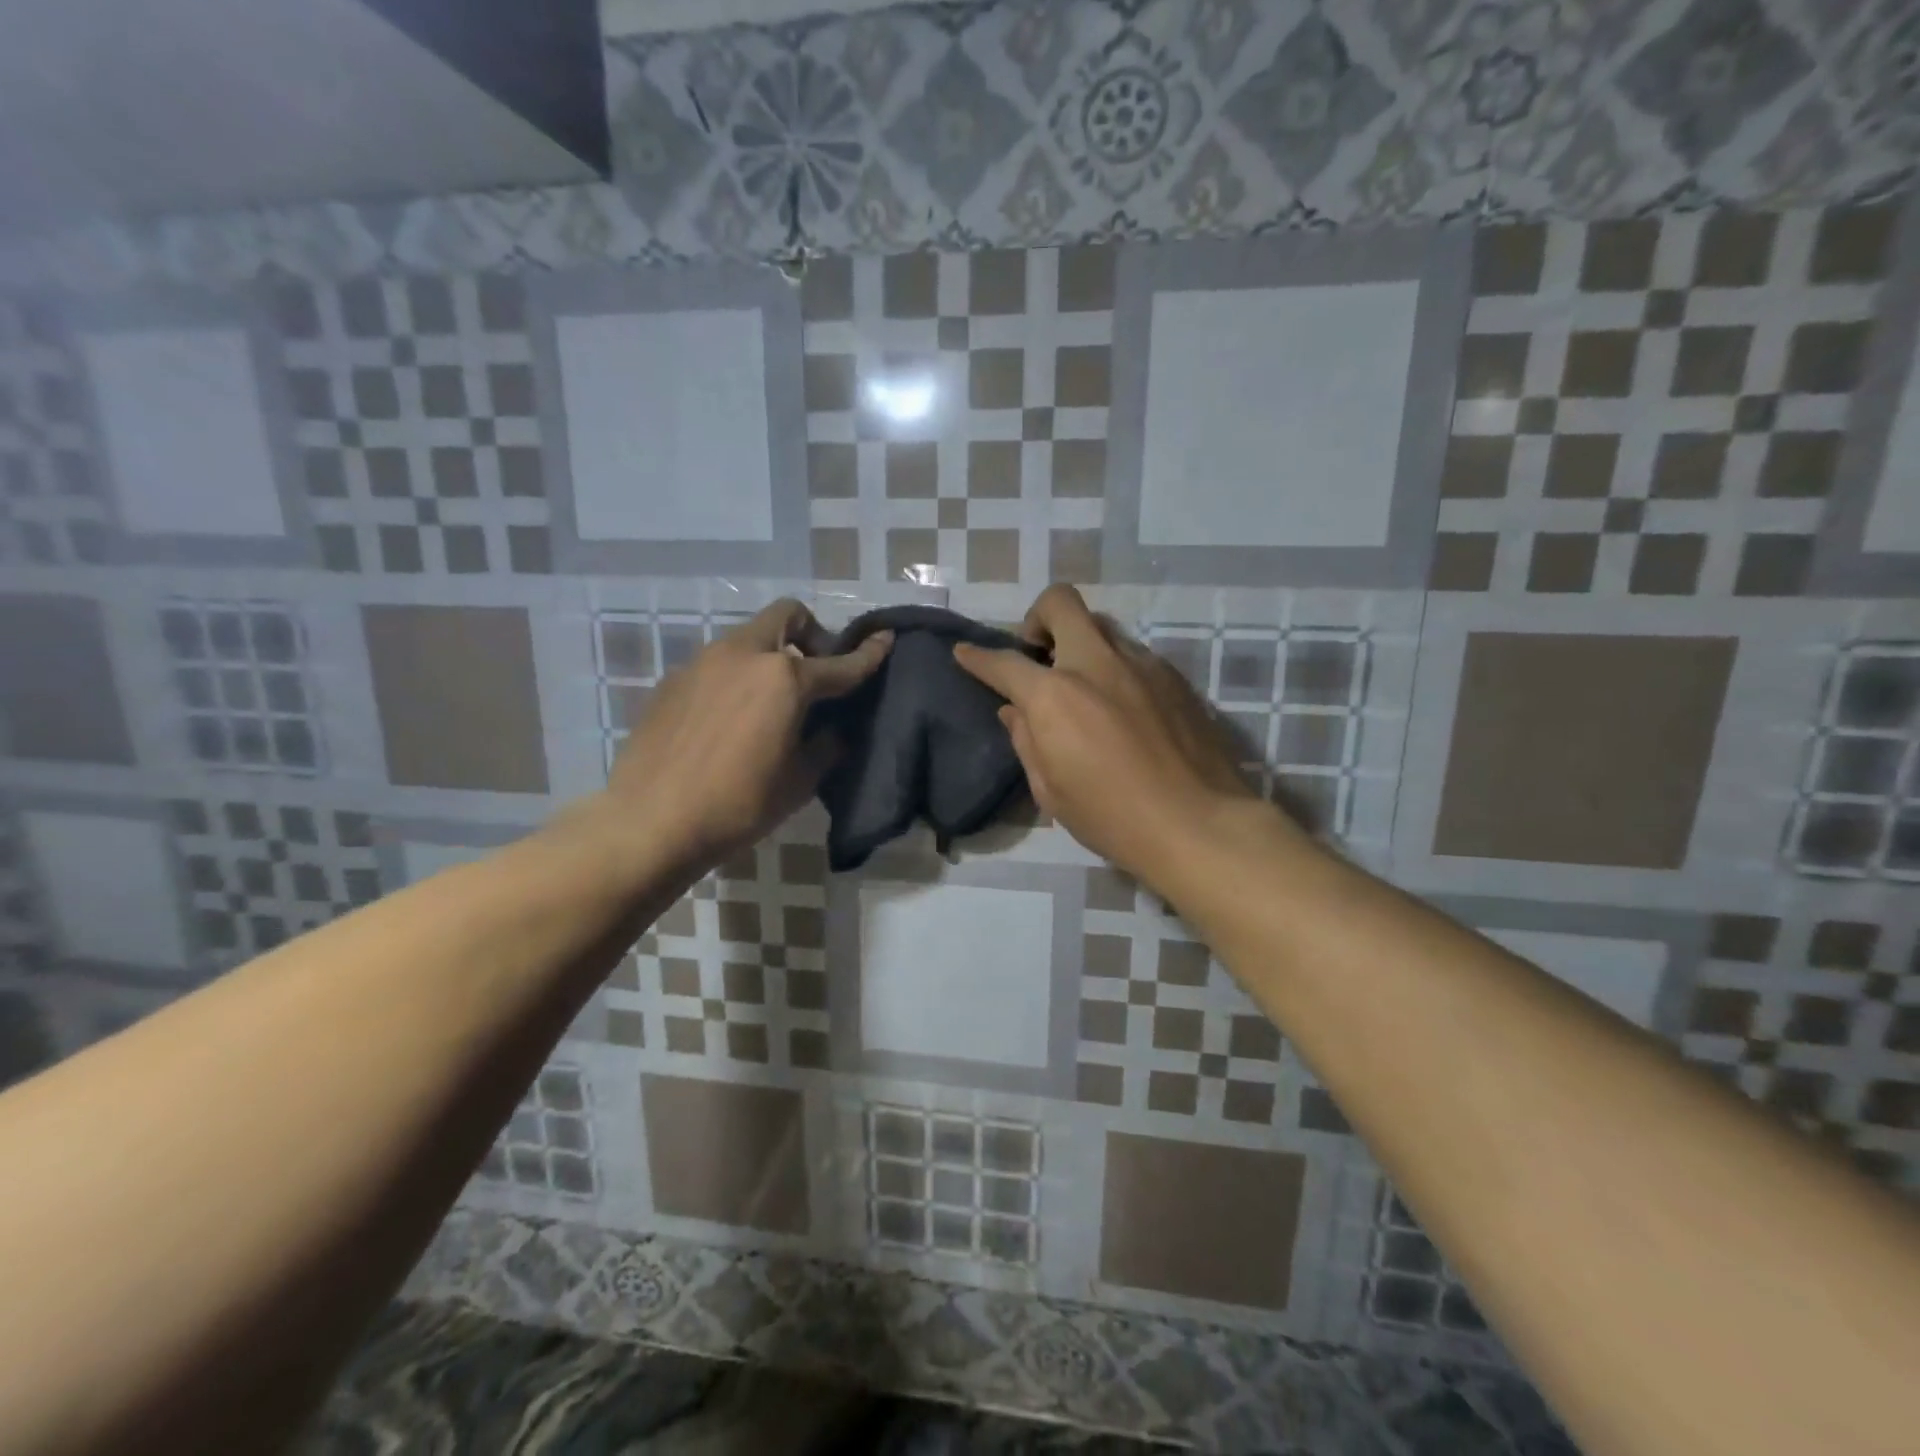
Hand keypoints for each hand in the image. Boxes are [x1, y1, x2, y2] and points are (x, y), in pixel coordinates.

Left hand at [604, 599, 890, 872]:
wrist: (650, 821)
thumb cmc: (738, 805)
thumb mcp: (799, 781)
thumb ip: (825, 746)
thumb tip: (832, 731)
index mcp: (785, 678)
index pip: (840, 662)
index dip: (869, 653)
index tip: (885, 639)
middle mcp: (744, 655)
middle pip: (787, 616)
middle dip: (811, 633)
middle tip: (815, 672)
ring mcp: (703, 662)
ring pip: (748, 637)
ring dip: (771, 654)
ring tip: (771, 701)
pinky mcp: (673, 680)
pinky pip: (718, 664)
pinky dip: (737, 676)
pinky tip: (730, 719)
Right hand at [953, 585, 1278, 883]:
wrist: (1200, 824)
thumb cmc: (1113, 818)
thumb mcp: (1051, 791)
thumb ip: (1027, 741)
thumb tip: (1016, 711)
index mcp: (1055, 696)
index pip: (1004, 662)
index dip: (977, 656)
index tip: (965, 652)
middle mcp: (1096, 664)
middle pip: (1060, 603)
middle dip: (1037, 618)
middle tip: (1037, 655)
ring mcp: (1141, 664)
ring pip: (1101, 628)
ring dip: (1081, 647)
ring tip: (1084, 690)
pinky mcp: (1174, 677)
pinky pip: (1133, 656)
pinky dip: (1114, 669)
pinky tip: (1122, 710)